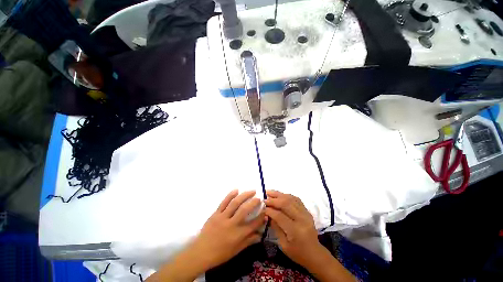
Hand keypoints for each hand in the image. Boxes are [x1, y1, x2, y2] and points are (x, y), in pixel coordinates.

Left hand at [189, 190, 266, 268]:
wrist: (201, 252)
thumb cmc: (220, 254)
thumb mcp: (236, 250)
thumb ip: (249, 241)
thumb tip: (260, 234)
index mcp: (238, 235)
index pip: (253, 224)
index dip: (261, 217)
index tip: (265, 210)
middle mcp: (232, 224)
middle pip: (245, 210)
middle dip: (254, 202)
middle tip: (259, 198)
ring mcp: (223, 217)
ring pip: (235, 203)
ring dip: (244, 195)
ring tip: (252, 191)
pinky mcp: (216, 213)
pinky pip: (224, 202)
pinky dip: (230, 195)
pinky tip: (236, 190)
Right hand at [264, 190, 354, 281]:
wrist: (314, 253)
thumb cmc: (297, 253)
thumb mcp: (283, 244)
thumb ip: (276, 227)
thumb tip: (268, 214)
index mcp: (295, 231)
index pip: (280, 216)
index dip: (270, 210)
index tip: (262, 207)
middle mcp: (302, 219)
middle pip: (286, 204)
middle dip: (274, 200)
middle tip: (265, 198)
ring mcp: (306, 213)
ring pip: (291, 199)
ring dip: (279, 194)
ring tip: (270, 192)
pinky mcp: (307, 211)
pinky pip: (296, 199)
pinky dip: (287, 195)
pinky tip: (280, 195)